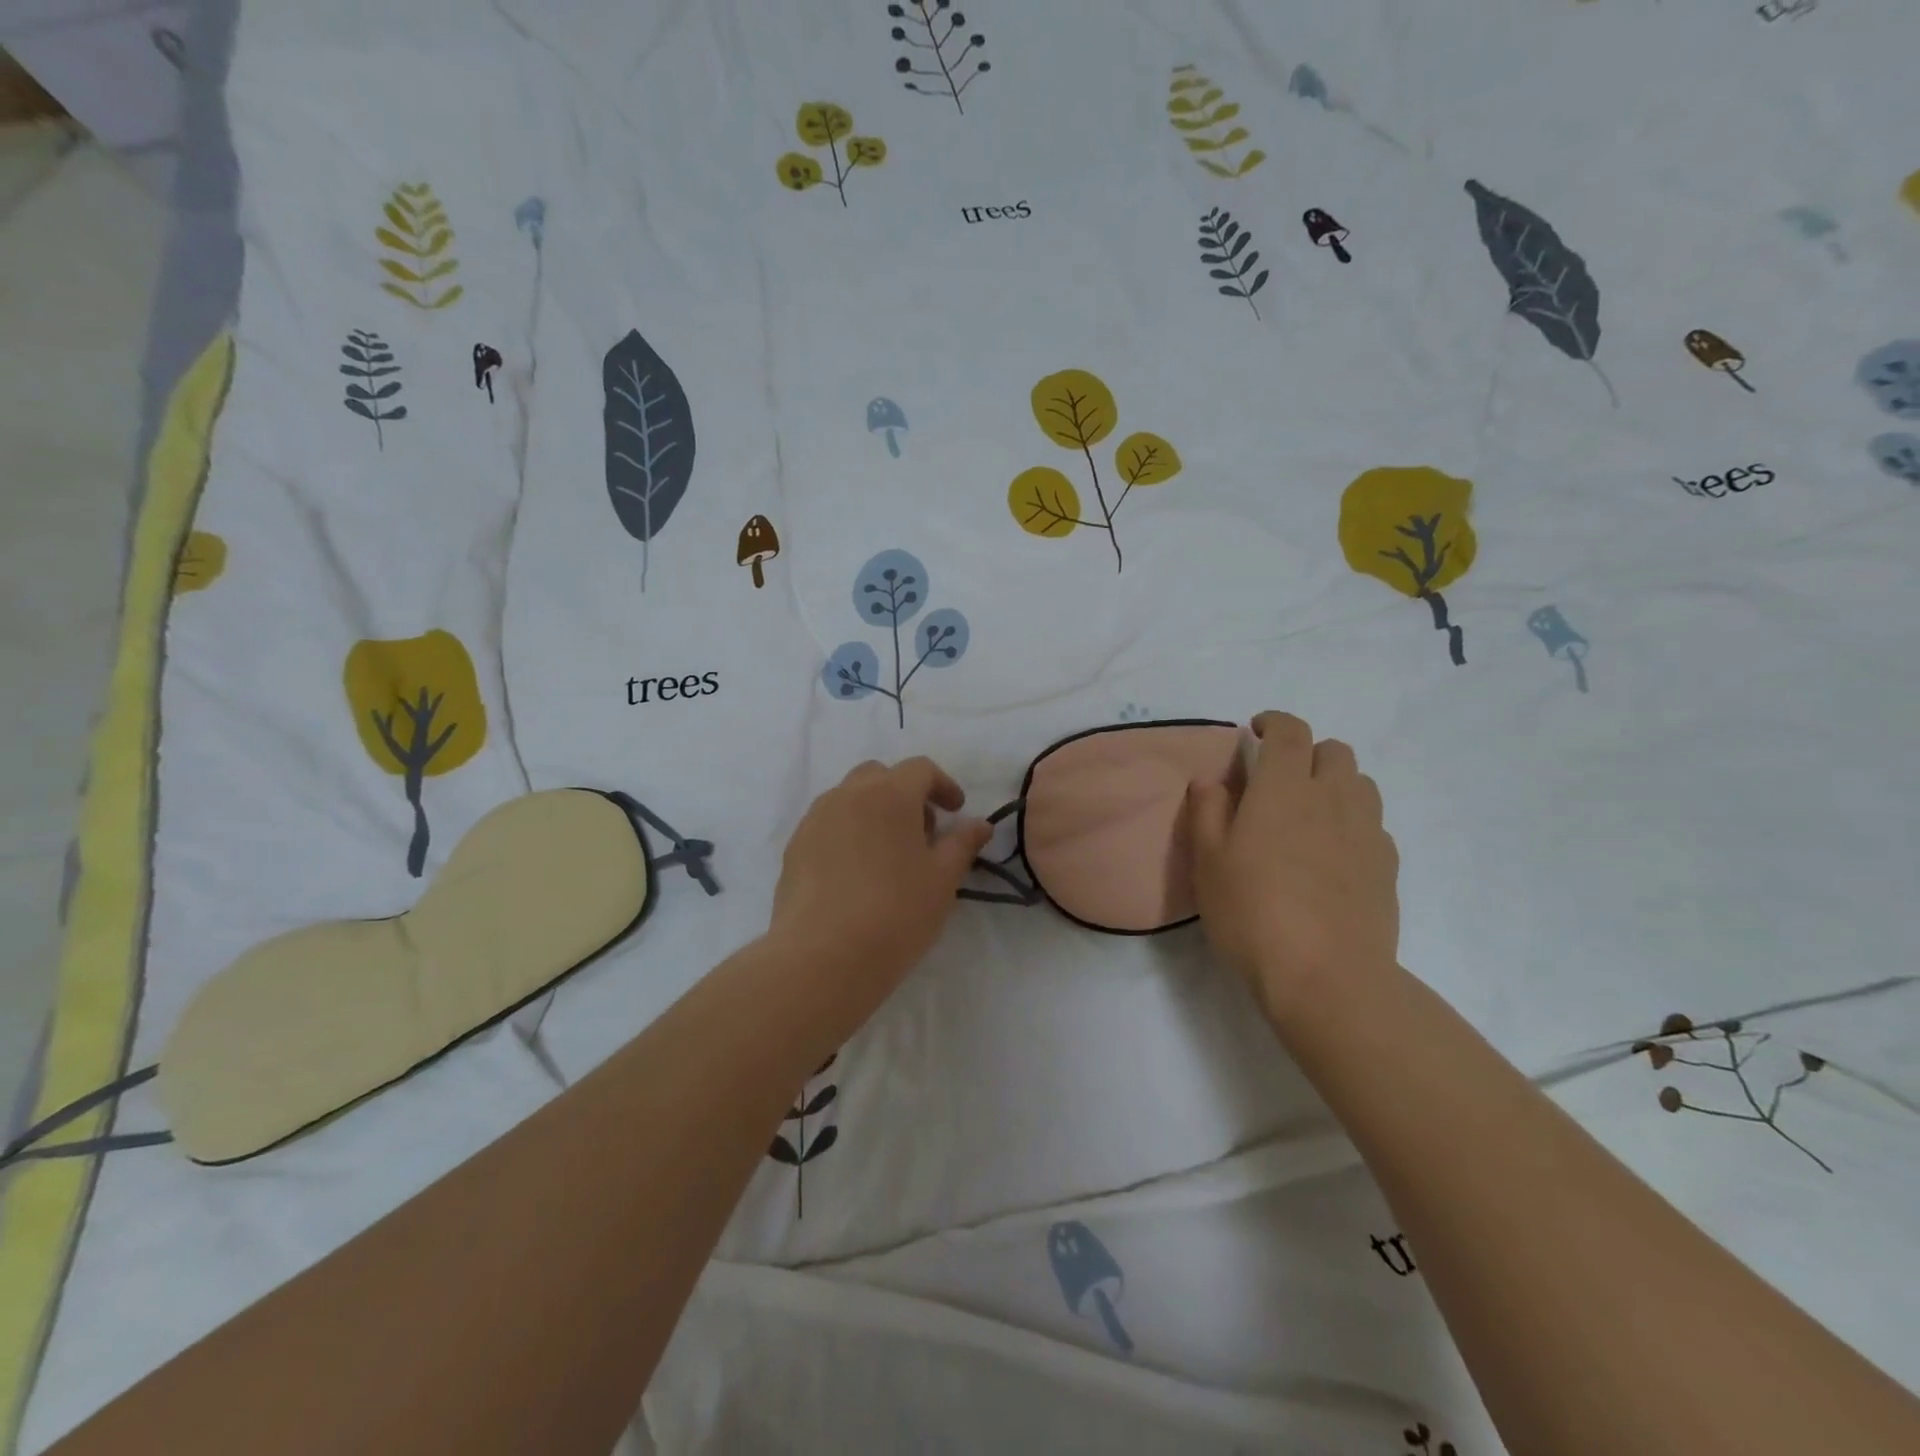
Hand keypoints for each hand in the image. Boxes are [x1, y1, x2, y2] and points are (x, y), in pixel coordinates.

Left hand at [767, 757, 991, 1028]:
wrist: (822, 957)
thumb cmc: (895, 914)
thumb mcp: (942, 880)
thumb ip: (963, 844)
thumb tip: (979, 824)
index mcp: (889, 794)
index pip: (920, 769)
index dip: (943, 785)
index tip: (956, 812)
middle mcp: (847, 795)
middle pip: (880, 776)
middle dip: (905, 793)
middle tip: (922, 832)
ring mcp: (815, 820)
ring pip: (849, 798)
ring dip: (874, 811)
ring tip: (888, 854)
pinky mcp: (794, 848)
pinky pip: (827, 824)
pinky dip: (847, 832)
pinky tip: (856, 874)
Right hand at [1188, 712, 1399, 1026]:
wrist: (1327, 976)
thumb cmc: (1253, 912)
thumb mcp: (1208, 861)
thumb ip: (1207, 810)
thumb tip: (1212, 780)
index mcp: (1284, 788)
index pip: (1290, 731)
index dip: (1273, 722)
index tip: (1255, 731)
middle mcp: (1332, 798)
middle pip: (1334, 750)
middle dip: (1307, 751)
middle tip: (1279, 778)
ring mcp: (1367, 832)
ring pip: (1360, 783)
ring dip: (1335, 783)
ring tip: (1309, 813)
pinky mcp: (1387, 866)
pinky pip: (1373, 824)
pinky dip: (1352, 822)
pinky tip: (1333, 854)